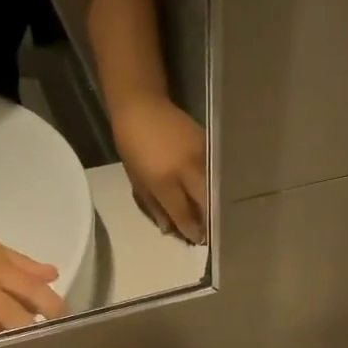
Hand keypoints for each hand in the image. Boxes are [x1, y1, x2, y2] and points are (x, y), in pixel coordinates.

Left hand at [113, 95, 207, 243]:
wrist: (141, 106)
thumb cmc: (132, 145)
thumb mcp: (137, 180)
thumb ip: (155, 206)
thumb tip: (171, 229)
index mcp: (164, 180)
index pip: (183, 213)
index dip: (192, 229)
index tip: (199, 241)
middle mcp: (186, 169)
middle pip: (206, 203)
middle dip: (209, 220)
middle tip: (210, 232)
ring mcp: (200, 155)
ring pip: (214, 188)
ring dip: (214, 204)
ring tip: (214, 215)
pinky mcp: (208, 144)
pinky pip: (215, 172)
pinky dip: (215, 185)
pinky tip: (213, 193)